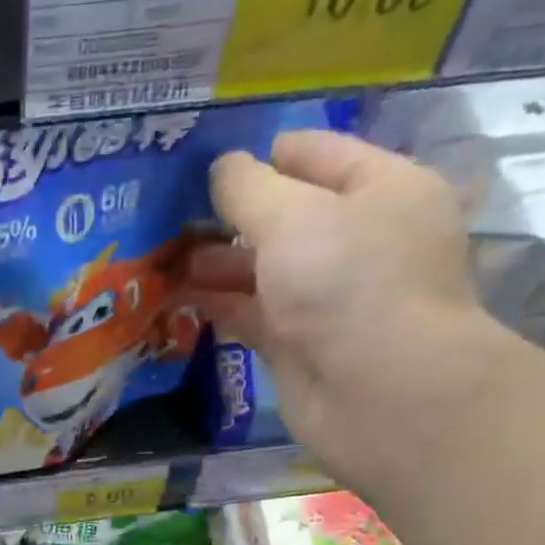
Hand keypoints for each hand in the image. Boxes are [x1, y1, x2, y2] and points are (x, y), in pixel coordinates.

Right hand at [184, 131, 513, 484]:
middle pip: (286, 215)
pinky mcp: (301, 342)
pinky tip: (177, 296)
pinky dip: (219, 304)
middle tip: (171, 216)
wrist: (377, 390)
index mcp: (381, 189)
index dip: (263, 155)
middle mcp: (360, 239)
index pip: (318, 154)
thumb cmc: (346, 281)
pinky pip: (253, 313)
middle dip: (231, 215)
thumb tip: (222, 168)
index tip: (208, 163)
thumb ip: (247, 187)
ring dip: (216, 262)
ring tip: (163, 258)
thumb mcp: (291, 215)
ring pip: (264, 268)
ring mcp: (330, 296)